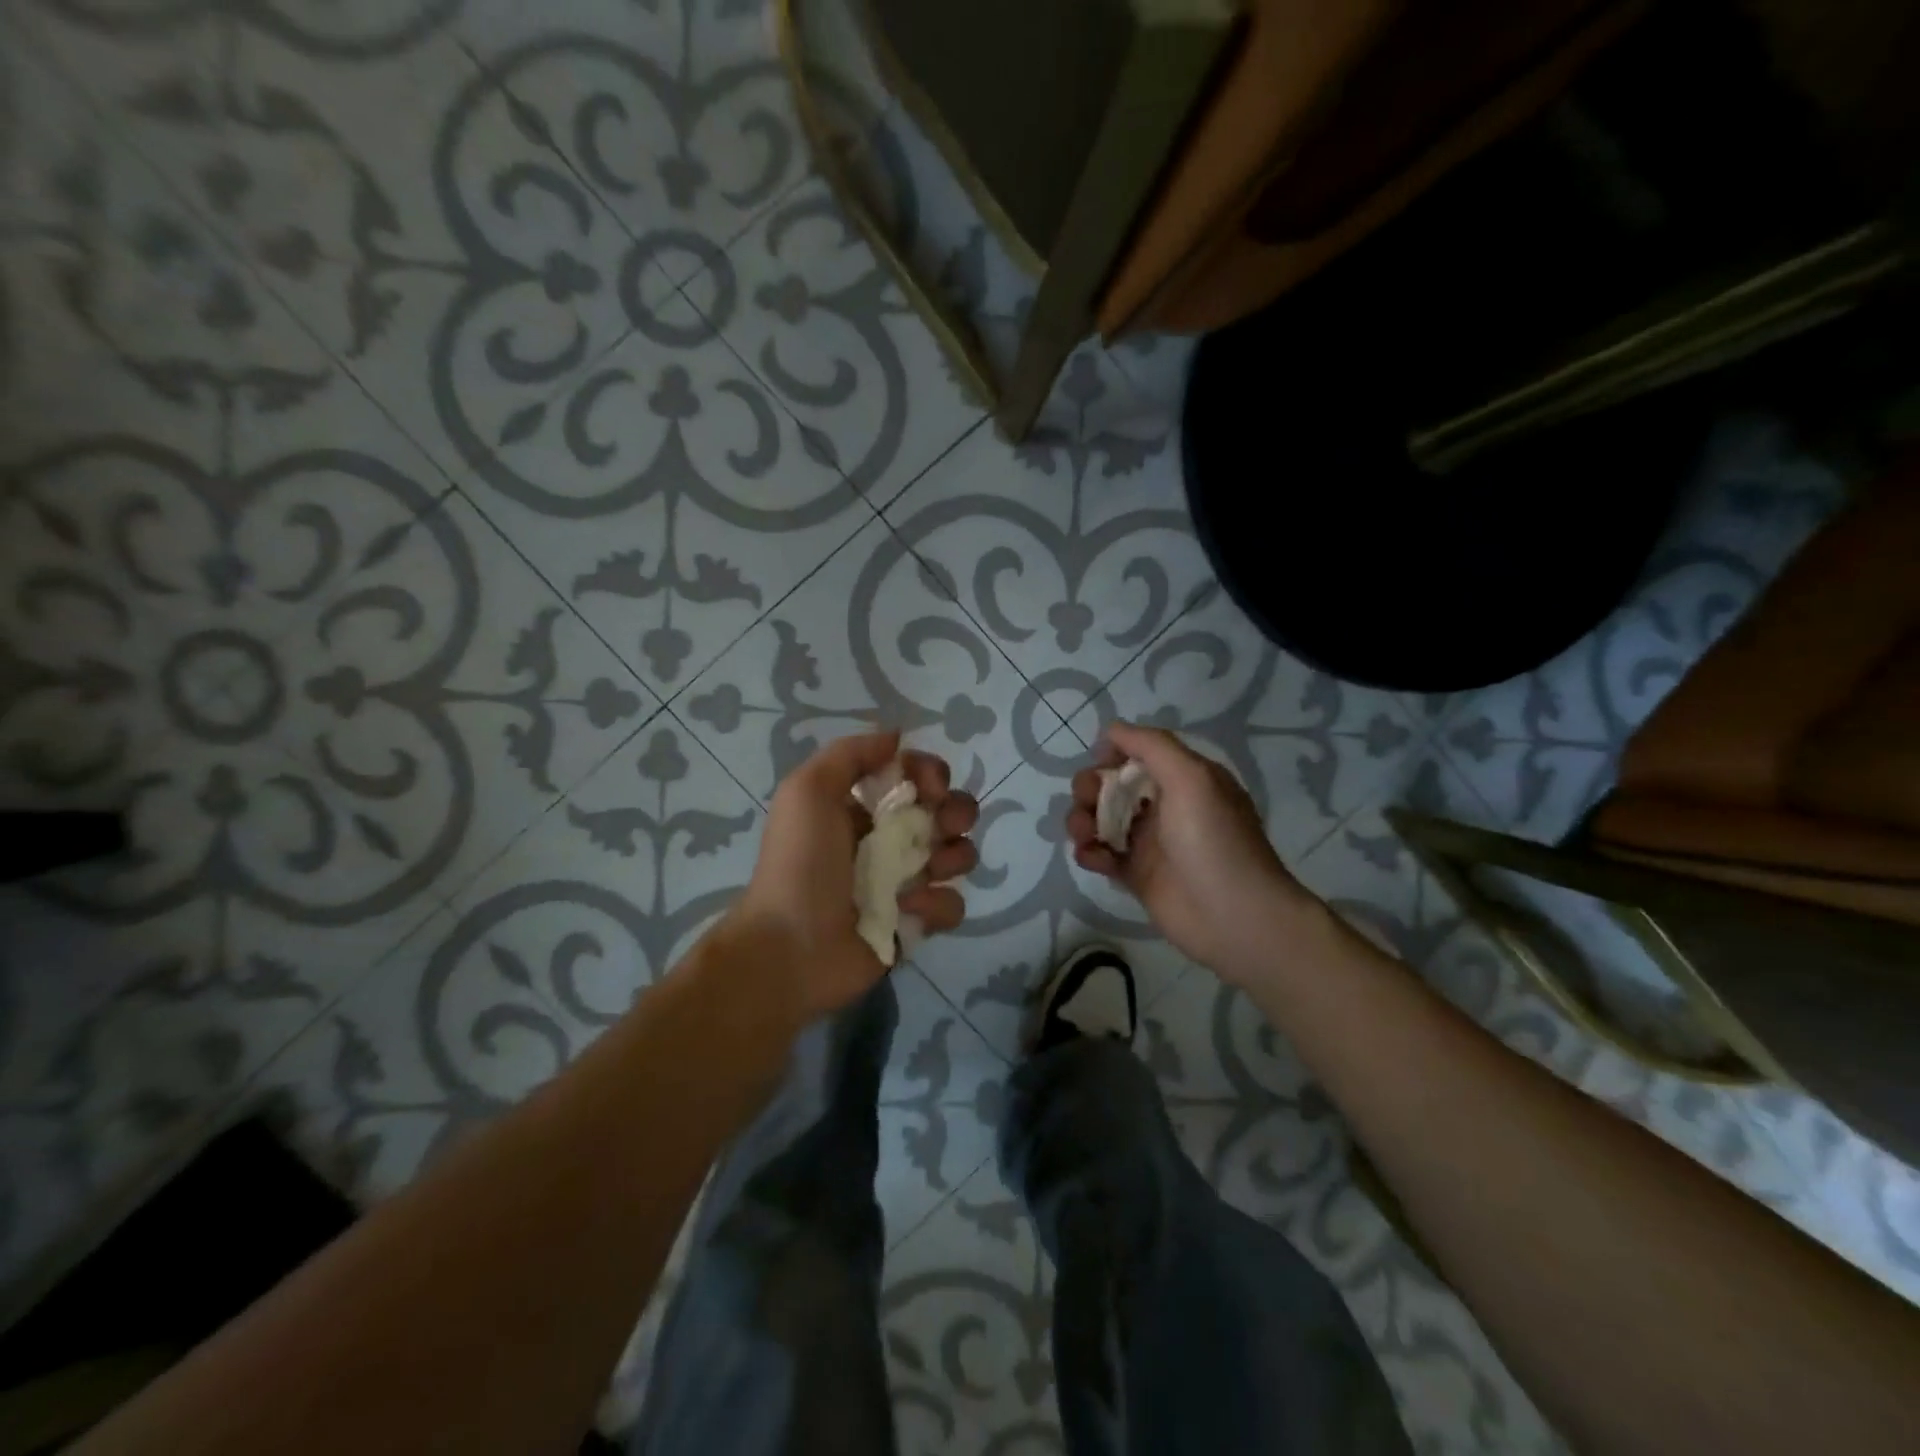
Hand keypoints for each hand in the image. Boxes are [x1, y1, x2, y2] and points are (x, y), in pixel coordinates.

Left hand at [732, 730, 978, 1019]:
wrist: (790, 947)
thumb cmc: (800, 863)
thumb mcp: (808, 790)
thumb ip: (851, 754)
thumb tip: (897, 737)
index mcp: (864, 807)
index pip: (917, 776)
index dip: (932, 774)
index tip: (929, 787)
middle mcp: (890, 840)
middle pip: (949, 812)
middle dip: (956, 812)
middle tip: (942, 826)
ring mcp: (906, 883)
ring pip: (959, 855)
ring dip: (954, 857)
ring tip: (926, 871)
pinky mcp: (916, 924)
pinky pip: (951, 905)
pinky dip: (936, 905)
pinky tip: (908, 911)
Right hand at [1067, 723, 1314, 982]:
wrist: (1235, 917)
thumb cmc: (1214, 840)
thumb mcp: (1192, 777)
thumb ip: (1151, 746)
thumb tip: (1112, 730)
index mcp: (1184, 779)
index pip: (1138, 754)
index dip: (1113, 754)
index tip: (1101, 763)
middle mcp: (1165, 806)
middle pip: (1112, 785)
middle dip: (1090, 788)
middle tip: (1088, 802)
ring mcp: (1149, 843)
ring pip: (1101, 820)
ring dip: (1082, 820)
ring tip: (1085, 835)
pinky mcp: (1136, 876)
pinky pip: (1102, 855)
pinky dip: (1089, 852)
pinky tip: (1093, 859)